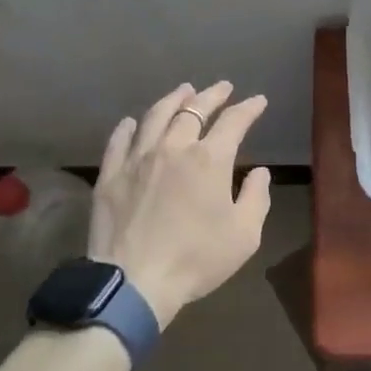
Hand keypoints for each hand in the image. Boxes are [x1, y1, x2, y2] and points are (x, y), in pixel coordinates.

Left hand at [88, 81, 271, 328]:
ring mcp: (138, 158)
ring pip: (156, 116)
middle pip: (194, 110)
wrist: (134, 283)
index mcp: (209, 159)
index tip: (258, 101)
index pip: (233, 122)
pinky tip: (132, 122)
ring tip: (184, 91)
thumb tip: (260, 172)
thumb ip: (256, 198)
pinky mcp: (111, 175)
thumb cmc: (196, 260)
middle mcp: (174, 147)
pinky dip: (128, 127)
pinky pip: (119, 141)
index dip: (249, 108)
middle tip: (223, 87)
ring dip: (173, 100)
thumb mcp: (244, 236)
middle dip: (213, 95)